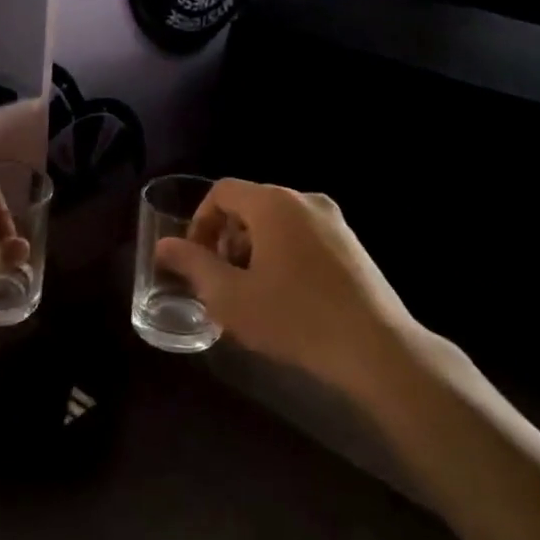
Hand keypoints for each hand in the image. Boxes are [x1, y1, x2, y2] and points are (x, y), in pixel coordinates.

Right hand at [155, 180, 414, 391]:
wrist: (375, 348)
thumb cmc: (294, 317)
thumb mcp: (230, 297)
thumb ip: (192, 265)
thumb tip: (164, 246)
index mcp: (273, 203)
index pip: (222, 192)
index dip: (200, 221)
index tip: (196, 259)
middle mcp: (304, 199)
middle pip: (250, 205)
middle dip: (226, 238)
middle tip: (221, 280)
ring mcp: (333, 220)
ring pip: (277, 222)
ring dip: (253, 248)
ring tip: (252, 292)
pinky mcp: (352, 244)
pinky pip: (303, 235)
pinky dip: (283, 254)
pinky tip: (286, 296)